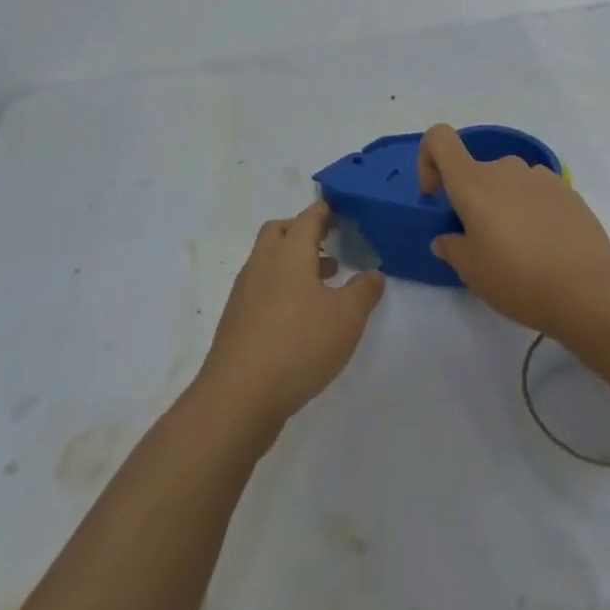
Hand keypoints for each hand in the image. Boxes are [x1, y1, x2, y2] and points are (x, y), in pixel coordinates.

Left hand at [196, 200, 384, 432]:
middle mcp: (262, 264)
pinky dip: (281, 287)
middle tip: (328, 242)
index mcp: (289, 253)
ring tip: (323, 281)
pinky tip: (300, 316)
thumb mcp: (346, 318)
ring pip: (268, 261)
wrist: (238, 397)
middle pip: (279, 232)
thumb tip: (373, 274)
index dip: (324, 212)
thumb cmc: (299, 344)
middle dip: (302, 231)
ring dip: (293, 262)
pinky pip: (261, 288)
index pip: (307, 218)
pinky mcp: (236, 320)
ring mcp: (245, 292)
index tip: (340, 212)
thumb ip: (364, 291)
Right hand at [419, 123, 609, 335]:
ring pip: (508, 183)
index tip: (436, 196)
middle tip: (483, 244)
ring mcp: (541, 178)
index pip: (440, 139)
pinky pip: (536, 194)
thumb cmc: (518, 278)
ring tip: (518, 249)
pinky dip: (531, 211)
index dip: (428, 159)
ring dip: (504, 206)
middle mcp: (506, 169)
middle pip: (477, 172)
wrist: (588, 290)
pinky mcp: (568, 192)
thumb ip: (452, 248)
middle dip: (473, 201)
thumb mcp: (472, 272)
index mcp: (474, 183)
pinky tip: (545, 247)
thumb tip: (447, 238)